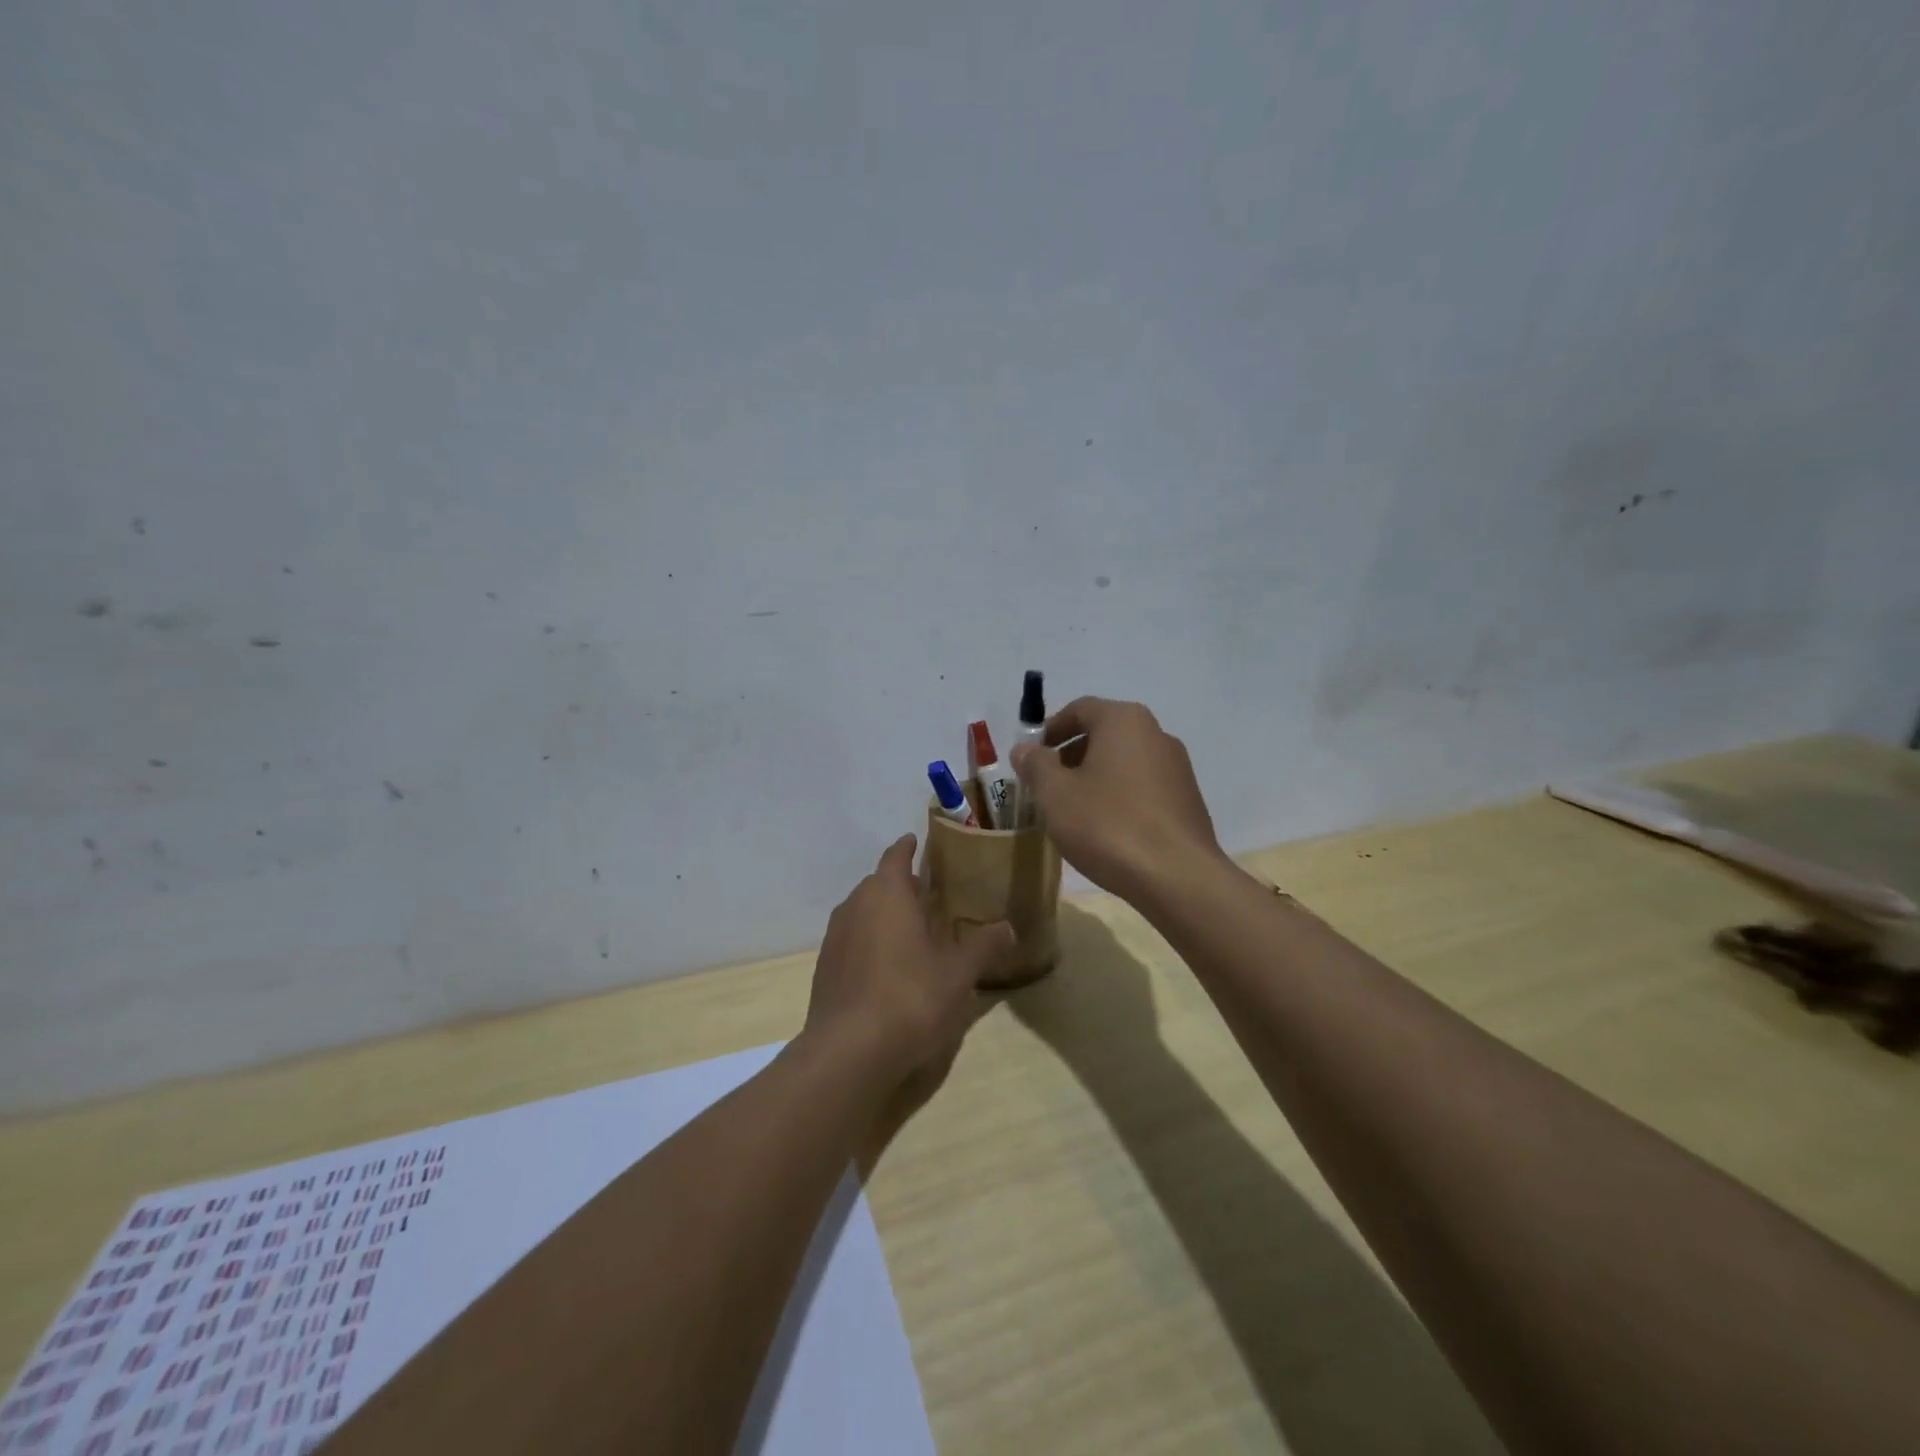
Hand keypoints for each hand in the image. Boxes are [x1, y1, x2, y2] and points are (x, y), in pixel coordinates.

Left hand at [803, 834, 1014, 1100]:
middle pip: (878, 883)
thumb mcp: (958, 973)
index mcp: (886, 893)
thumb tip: (1009, 928)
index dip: (909, 847)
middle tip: (929, 893)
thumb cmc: (910, 998)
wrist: (848, 1052)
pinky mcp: (825, 968)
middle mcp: (855, 905)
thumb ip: (983, 946)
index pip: (896, 855)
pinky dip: (870, 942)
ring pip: (862, 912)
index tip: (919, 842)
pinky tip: (889, 966)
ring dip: (884, 914)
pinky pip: (852, 941)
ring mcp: (835, 937)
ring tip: (912, 929)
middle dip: (901, 885)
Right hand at [1010, 697, 1224, 903]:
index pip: (1079, 709)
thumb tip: (1025, 749)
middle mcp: (1156, 733)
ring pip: (1124, 761)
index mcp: (1124, 721)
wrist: (1177, 877)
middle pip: (1103, 734)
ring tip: (1073, 811)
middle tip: (1046, 786)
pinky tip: (1106, 829)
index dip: (1050, 730)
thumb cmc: (1108, 825)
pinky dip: (1119, 796)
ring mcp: (1177, 767)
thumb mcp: (1056, 795)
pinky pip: (1143, 786)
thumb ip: (1036, 765)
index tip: (1031, 757)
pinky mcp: (1188, 799)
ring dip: (1094, 777)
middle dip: (1071, 756)